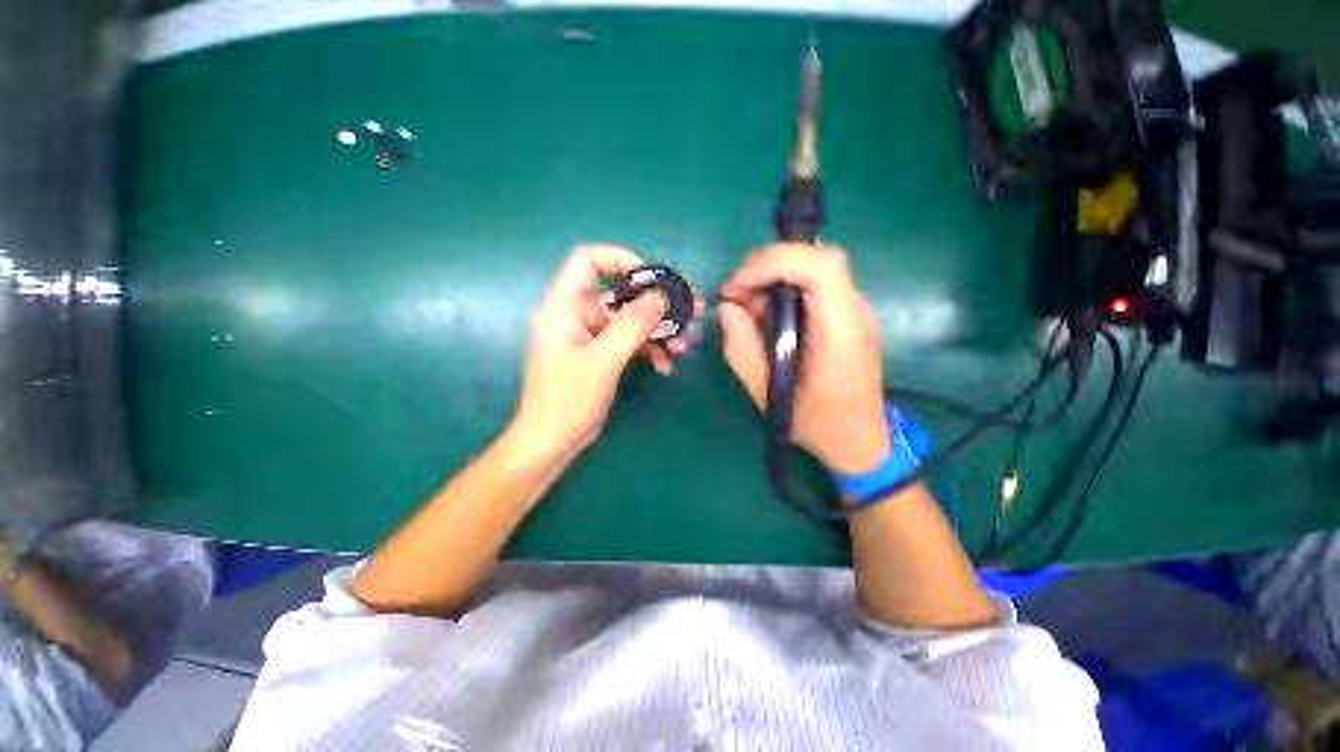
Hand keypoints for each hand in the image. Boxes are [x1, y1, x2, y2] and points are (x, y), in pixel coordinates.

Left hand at [513, 245, 691, 458]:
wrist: (552, 442)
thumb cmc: (568, 401)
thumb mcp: (603, 361)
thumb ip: (632, 325)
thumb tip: (661, 295)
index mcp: (565, 307)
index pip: (588, 261)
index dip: (620, 260)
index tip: (653, 279)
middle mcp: (577, 315)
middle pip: (620, 293)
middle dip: (656, 303)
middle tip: (690, 309)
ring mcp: (591, 336)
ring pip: (630, 321)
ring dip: (658, 331)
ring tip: (684, 344)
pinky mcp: (601, 354)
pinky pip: (629, 342)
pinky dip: (649, 350)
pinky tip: (666, 366)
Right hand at [720, 243, 890, 473]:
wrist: (860, 441)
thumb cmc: (817, 424)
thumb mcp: (768, 394)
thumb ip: (742, 349)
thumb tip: (728, 309)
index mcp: (840, 331)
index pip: (821, 266)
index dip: (776, 262)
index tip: (739, 286)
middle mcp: (854, 312)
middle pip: (816, 258)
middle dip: (767, 267)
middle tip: (734, 295)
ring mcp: (854, 311)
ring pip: (812, 268)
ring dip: (772, 279)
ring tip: (745, 309)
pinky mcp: (845, 317)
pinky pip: (813, 287)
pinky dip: (782, 291)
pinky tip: (764, 317)